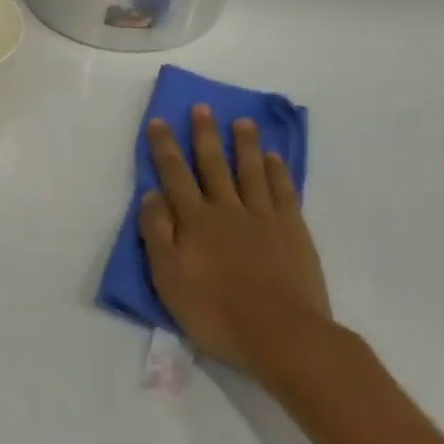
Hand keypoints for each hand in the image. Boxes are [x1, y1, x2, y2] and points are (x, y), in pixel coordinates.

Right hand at [140, 105, 333, 376]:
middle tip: (202, 108)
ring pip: (250, 171)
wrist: (282, 336)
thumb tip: (151, 194)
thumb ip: (157, 233)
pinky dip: (276, 171)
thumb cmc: (216, 312)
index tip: (159, 121)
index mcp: (194, 220)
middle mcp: (226, 209)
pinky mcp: (293, 231)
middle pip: (213, 164)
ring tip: (242, 121)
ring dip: (244, 144)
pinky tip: (273, 158)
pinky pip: (283, 192)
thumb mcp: (169, 278)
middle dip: (204, 134)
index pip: (174, 175)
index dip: (165, 147)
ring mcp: (263, 217)